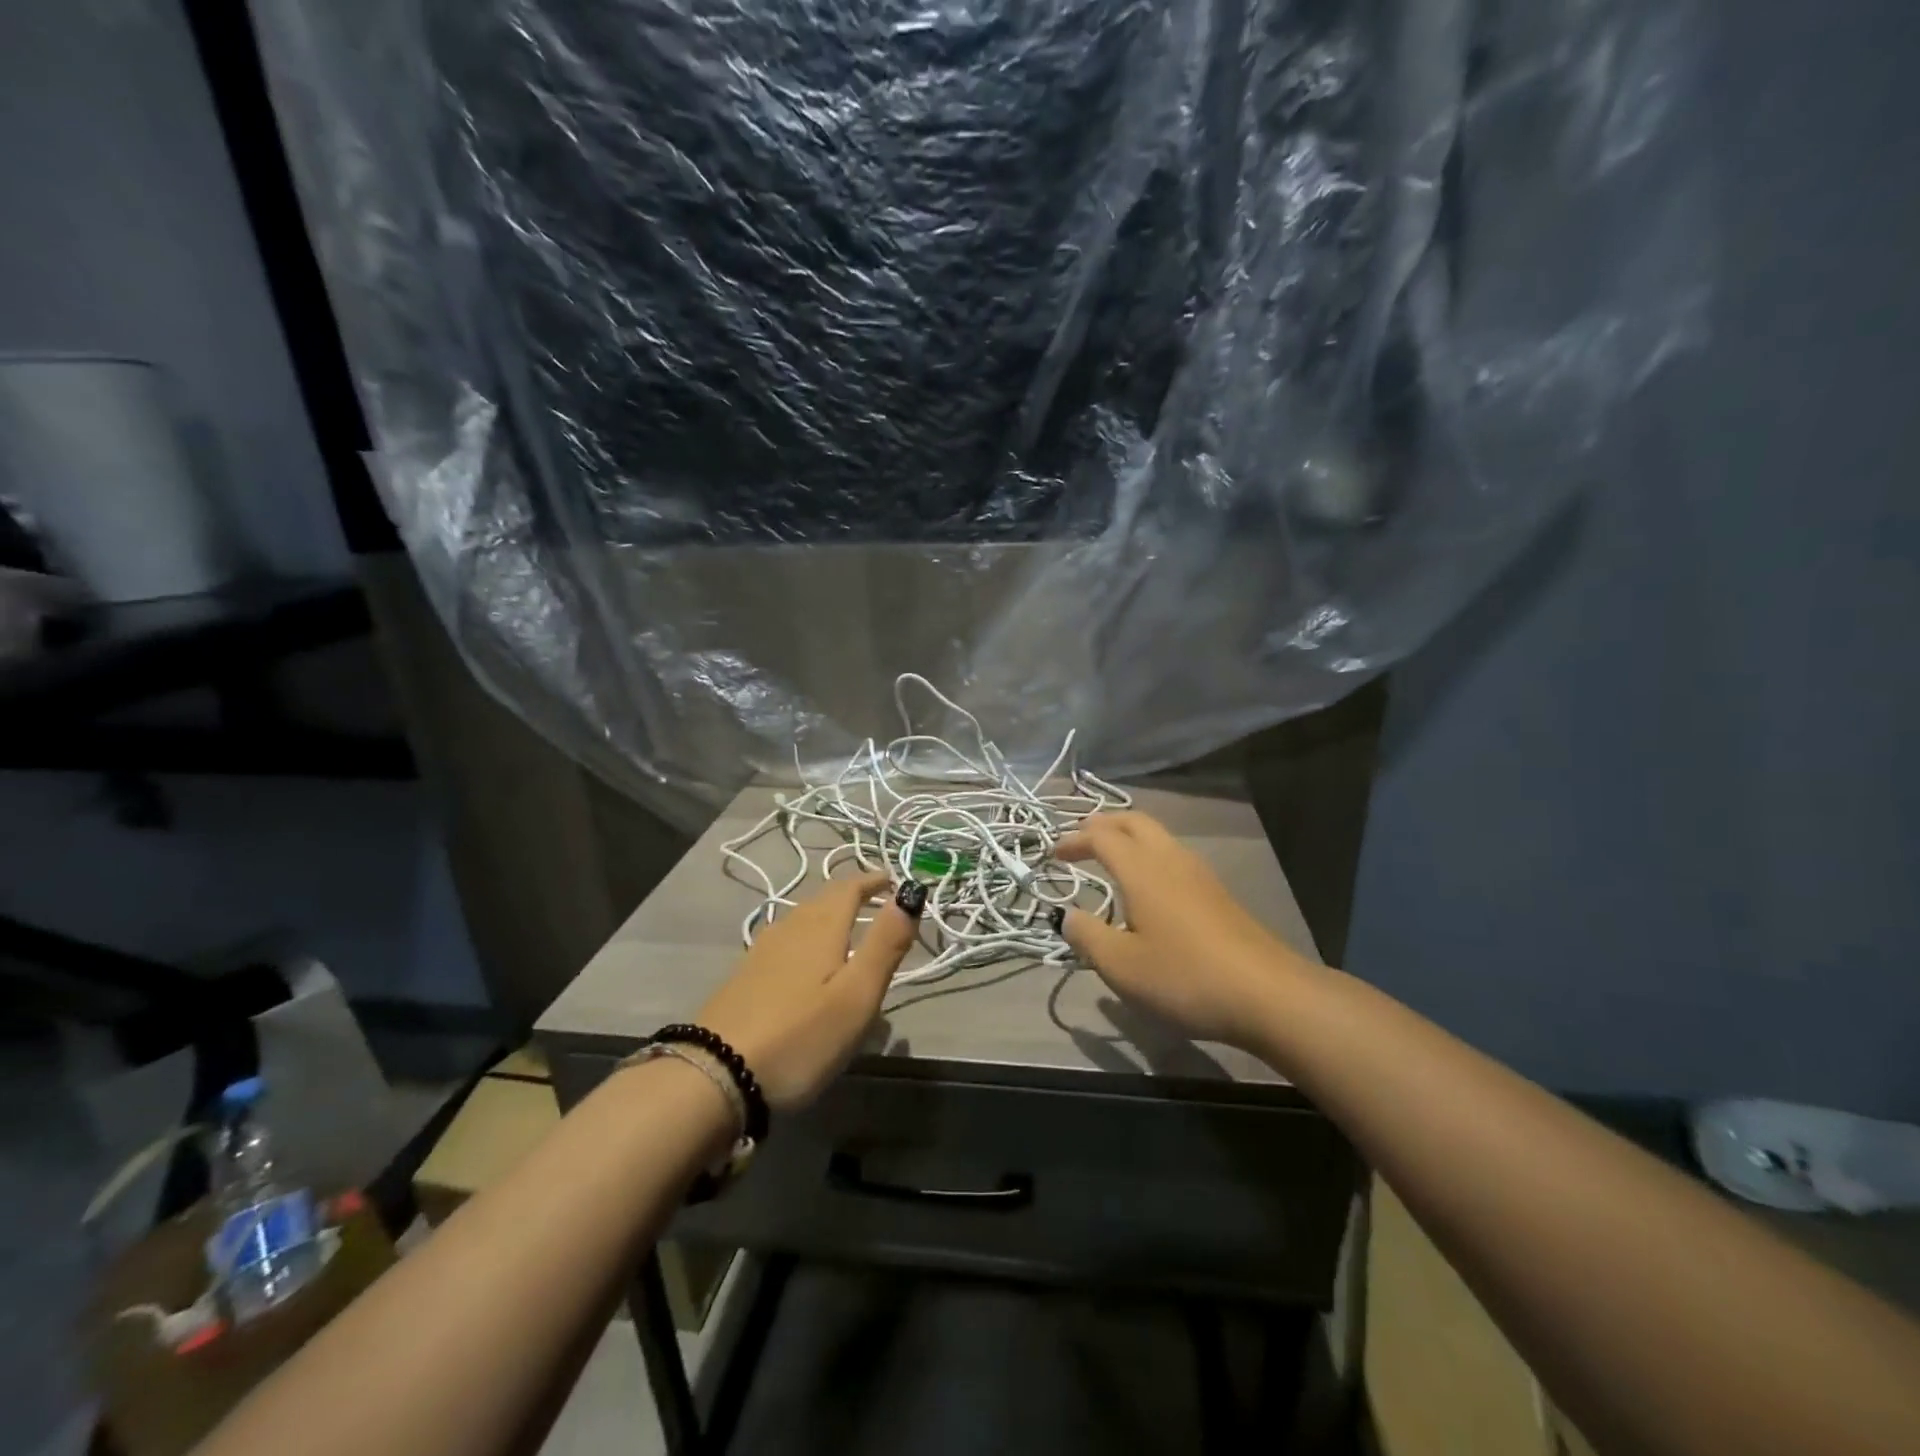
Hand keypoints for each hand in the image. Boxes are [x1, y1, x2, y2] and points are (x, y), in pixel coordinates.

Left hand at [696, 872, 919, 1111]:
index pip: (849, 888)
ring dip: (828, 914)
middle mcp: (789, 928)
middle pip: (823, 899)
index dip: (872, 880)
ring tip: (846, 928)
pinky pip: (785, 941)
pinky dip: (806, 938)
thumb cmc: (800, 1036)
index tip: (892, 879)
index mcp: (821, 927)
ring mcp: (761, 952)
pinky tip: (805, 962)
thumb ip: (886, 944)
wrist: (714, 1075)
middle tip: (875, 900)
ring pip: (802, 919)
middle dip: (851, 894)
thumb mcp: (857, 995)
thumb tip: (910, 893)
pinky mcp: (744, 977)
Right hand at [1054, 812, 1311, 1047]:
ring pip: (1158, 836)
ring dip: (1129, 837)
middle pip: (1134, 822)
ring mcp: (1199, 874)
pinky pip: (1174, 856)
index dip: (1074, 840)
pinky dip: (1149, 855)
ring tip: (1110, 857)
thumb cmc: (1185, 977)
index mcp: (1142, 870)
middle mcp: (1171, 859)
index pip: (1101, 837)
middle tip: (1081, 838)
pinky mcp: (1217, 893)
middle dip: (1104, 824)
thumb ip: (1087, 936)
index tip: (1053, 854)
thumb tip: (1067, 916)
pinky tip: (1148, 886)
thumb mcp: (1121, 966)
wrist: (1268, 994)